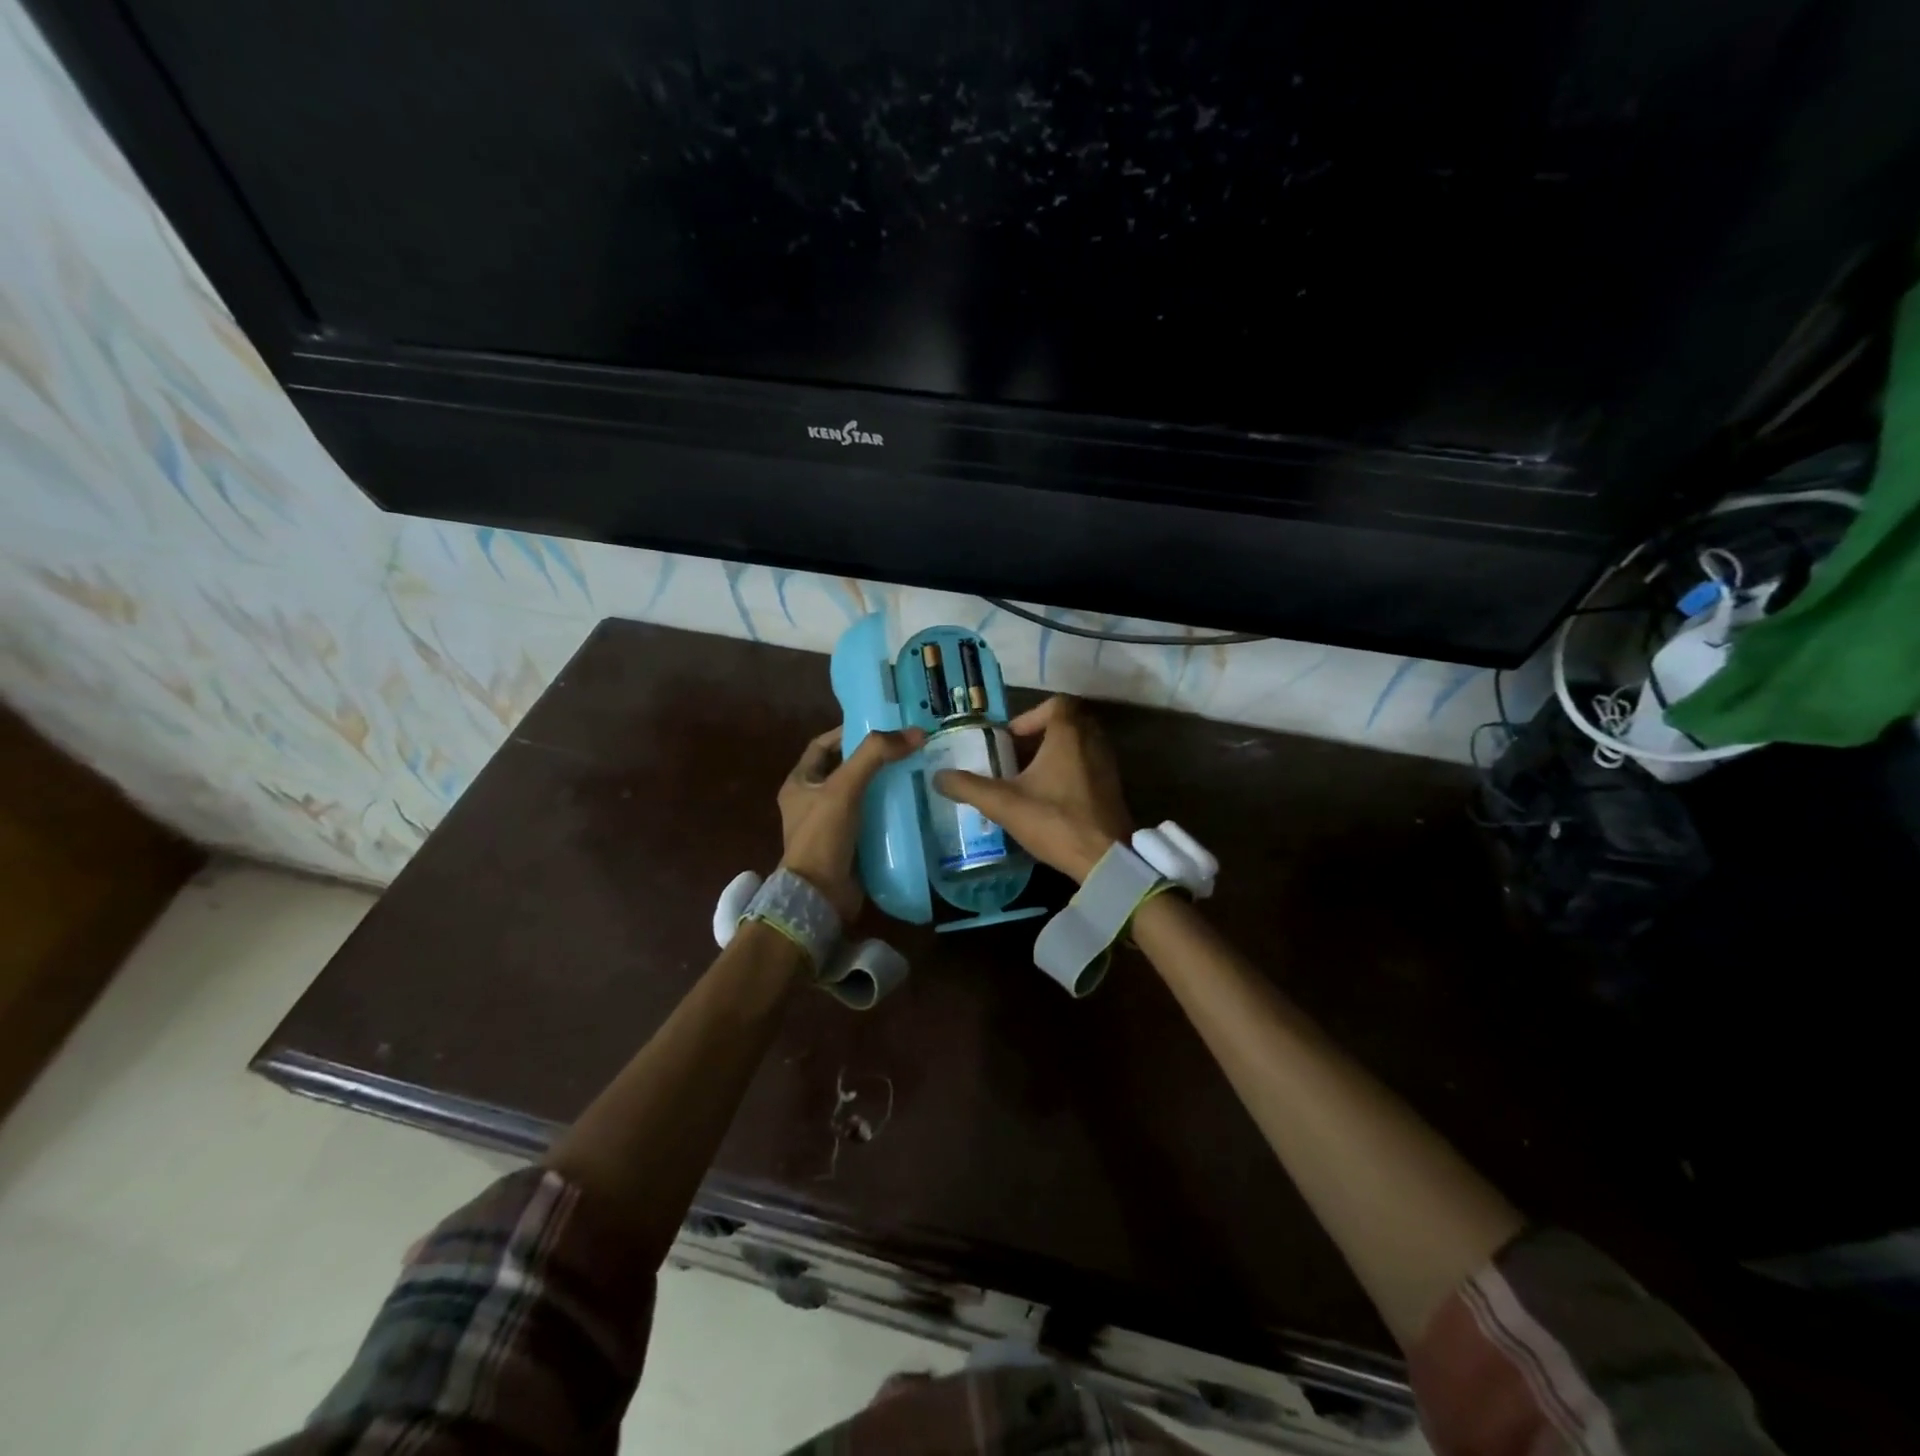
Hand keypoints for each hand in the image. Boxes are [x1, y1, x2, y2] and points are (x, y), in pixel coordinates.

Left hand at [779, 725, 924, 921]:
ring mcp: (830, 826)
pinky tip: (912, 805)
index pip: (822, 746)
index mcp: (799, 783)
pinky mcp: (849, 846)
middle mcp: (811, 802)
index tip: (879, 727)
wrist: (820, 896)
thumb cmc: (823, 836)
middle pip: (845, 769)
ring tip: (915, 772)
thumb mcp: (844, 787)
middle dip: (873, 759)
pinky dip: (889, 812)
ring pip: (861, 795)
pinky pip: (871, 820)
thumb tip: (915, 733)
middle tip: (906, 749)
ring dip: (884, 785)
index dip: (847, 733)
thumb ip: (875, 756)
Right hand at [933, 696, 1132, 882]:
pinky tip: (1049, 798)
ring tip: (1027, 779)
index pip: (1056, 704)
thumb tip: (938, 777)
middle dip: (1038, 736)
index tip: (1010, 738)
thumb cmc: (1055, 821)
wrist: (1105, 858)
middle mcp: (1093, 741)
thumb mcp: (1004, 804)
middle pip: (1066, 723)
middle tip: (1014, 757)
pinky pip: (1088, 766)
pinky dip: (1068, 772)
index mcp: (1069, 734)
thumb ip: (969, 787)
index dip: (1030, 716)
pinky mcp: (1113, 787)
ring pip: (1078, 746)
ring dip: (1053, 755)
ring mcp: (1107, 765)